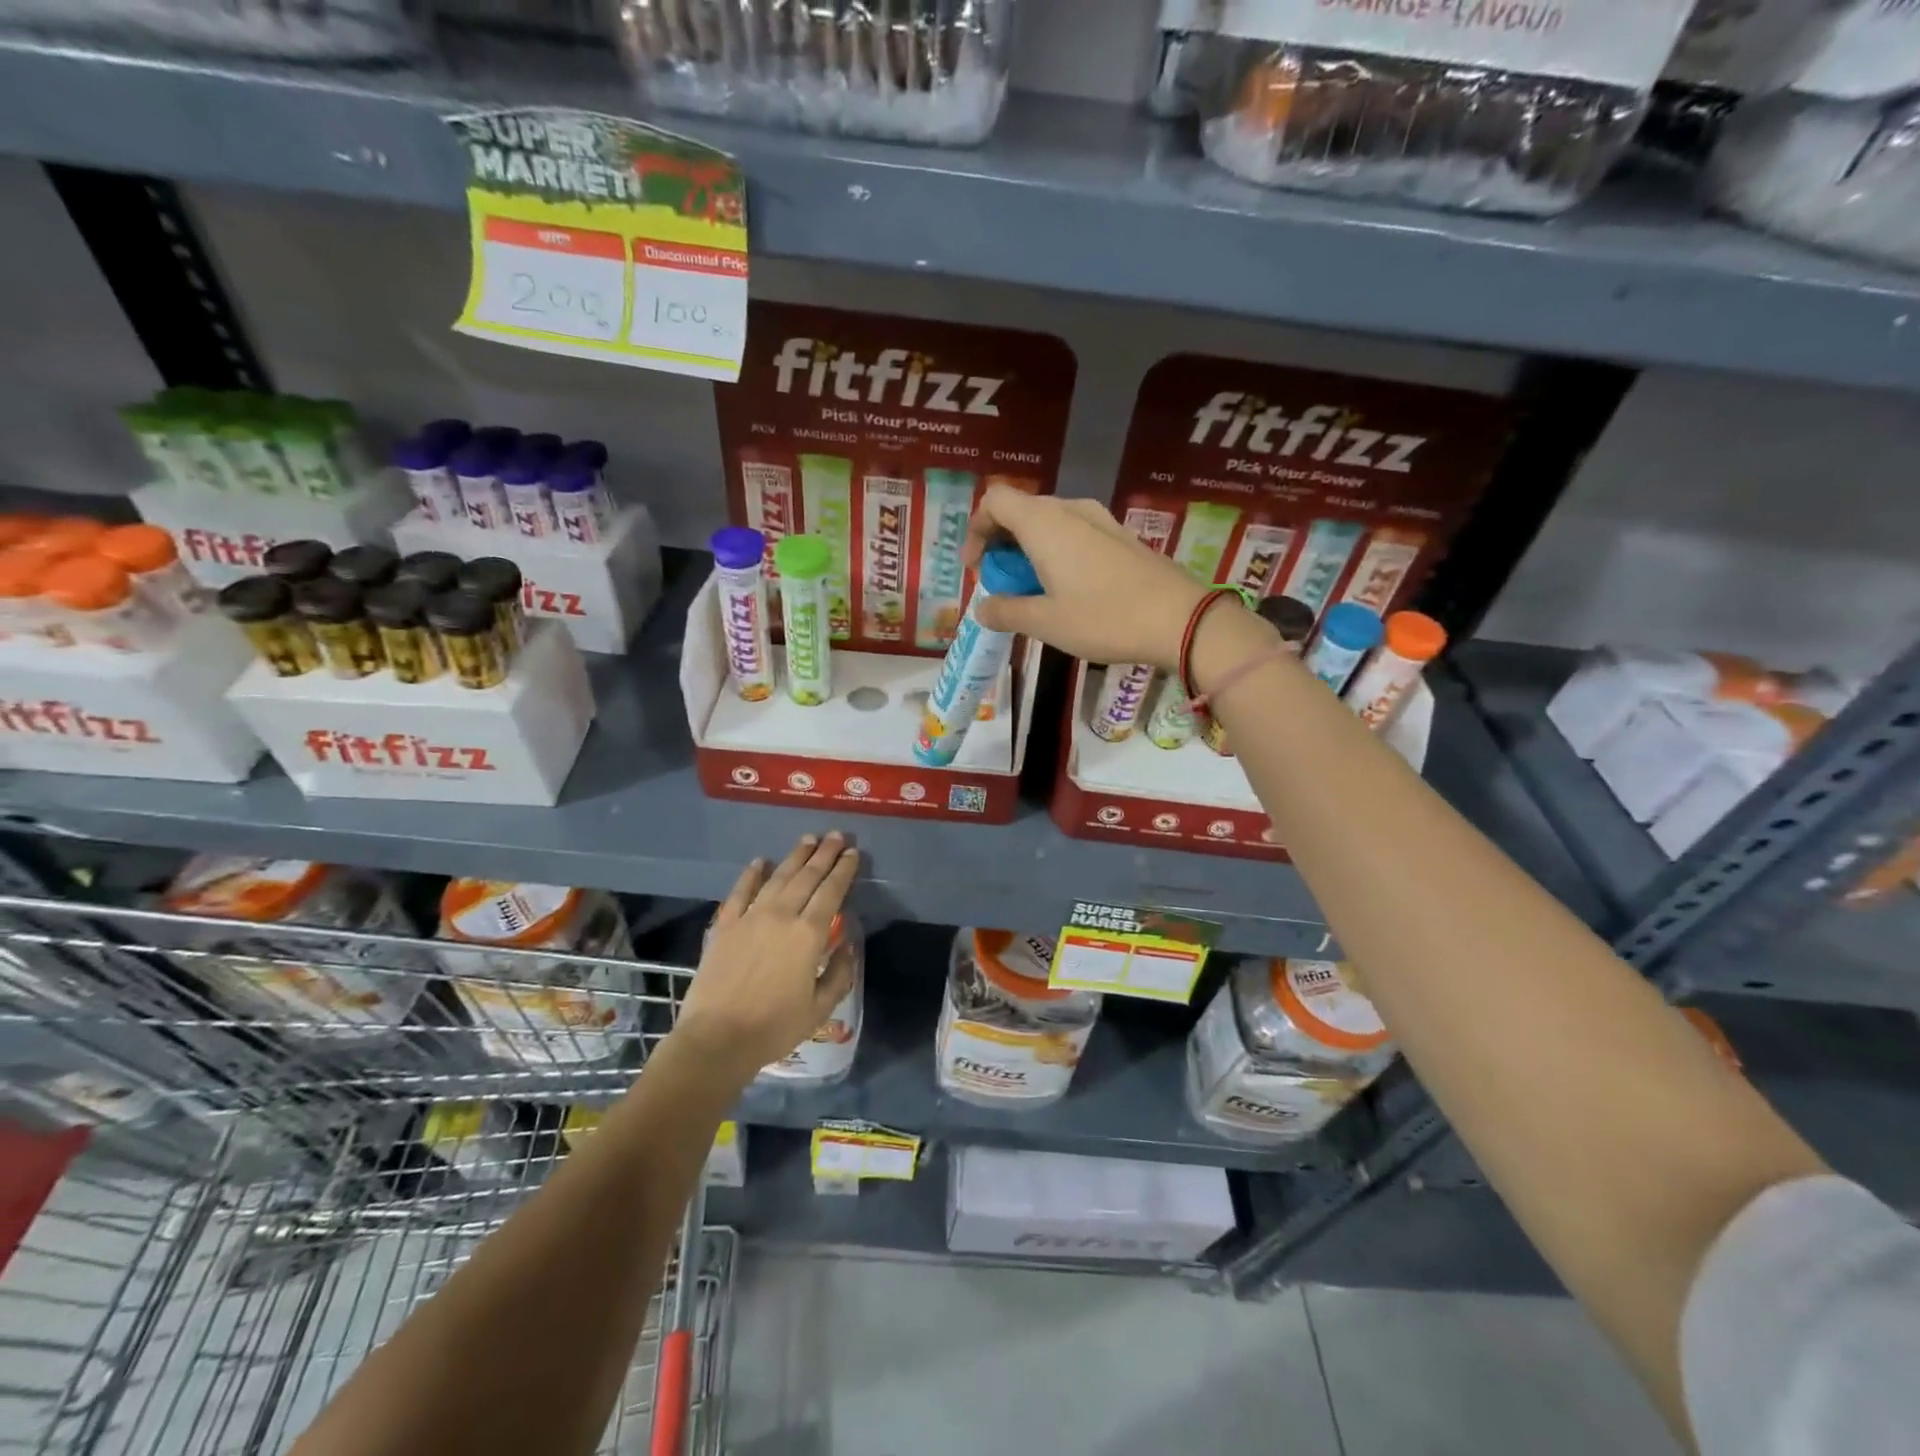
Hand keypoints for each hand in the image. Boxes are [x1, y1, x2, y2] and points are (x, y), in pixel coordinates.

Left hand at [676, 833, 859, 1079]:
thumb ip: (840, 972)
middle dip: (824, 854)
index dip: (844, 870)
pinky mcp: (725, 926)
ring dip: (794, 856)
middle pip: (806, 877)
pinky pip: (740, 892)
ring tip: (808, 839)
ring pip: (777, 877)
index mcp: (808, 934)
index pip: (831, 892)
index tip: (853, 852)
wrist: (716, 1039)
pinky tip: (760, 861)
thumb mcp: (820, 1007)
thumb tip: (847, 942)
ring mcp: (750, 917)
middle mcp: (781, 916)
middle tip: (835, 835)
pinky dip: (751, 874)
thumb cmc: (774, 1028)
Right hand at [961, 486, 1209, 669]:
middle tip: (1001, 585)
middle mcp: (1070, 510)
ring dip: (1030, 551)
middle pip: (1020, 511)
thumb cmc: (1104, 618)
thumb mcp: (1045, 623)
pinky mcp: (1121, 536)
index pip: (994, 501)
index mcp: (1044, 523)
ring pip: (1049, 523)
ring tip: (1033, 591)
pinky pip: (1075, 534)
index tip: (976, 568)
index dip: (976, 530)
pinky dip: (1057, 553)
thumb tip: (982, 608)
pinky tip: (1068, 590)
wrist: (1181, 619)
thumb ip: (1006, 612)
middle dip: (1001, 544)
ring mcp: (1100, 520)